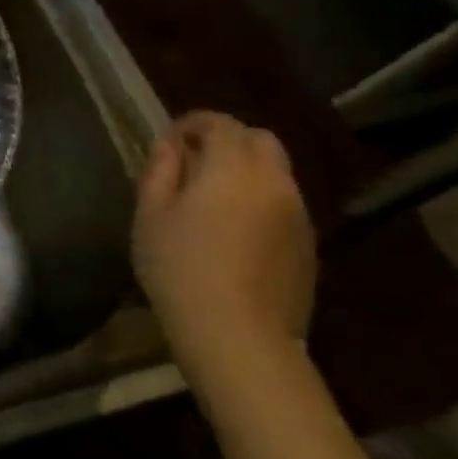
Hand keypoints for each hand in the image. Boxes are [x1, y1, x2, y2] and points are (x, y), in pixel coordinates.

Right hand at [132, 111, 316, 377]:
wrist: (238, 335)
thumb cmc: (179, 267)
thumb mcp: (150, 214)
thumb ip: (160, 171)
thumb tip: (169, 146)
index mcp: (232, 168)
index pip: (220, 123)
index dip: (193, 123)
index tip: (170, 140)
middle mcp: (274, 181)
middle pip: (259, 140)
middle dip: (226, 140)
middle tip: (193, 163)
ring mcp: (298, 214)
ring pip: (275, 172)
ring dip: (245, 170)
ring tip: (211, 198)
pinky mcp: (308, 245)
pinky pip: (284, 203)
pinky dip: (260, 199)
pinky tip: (234, 230)